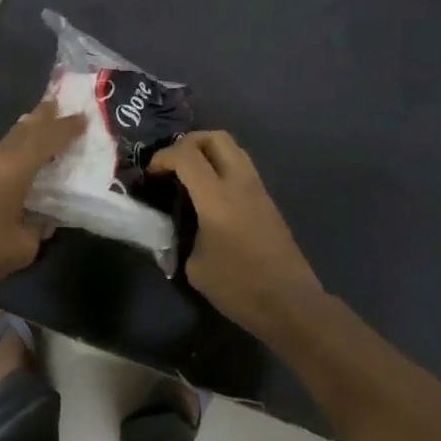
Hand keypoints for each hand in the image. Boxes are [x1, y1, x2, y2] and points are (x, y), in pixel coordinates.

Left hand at [0, 101, 84, 292]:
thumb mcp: (23, 246)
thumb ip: (39, 228)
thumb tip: (43, 220)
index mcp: (15, 166)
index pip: (48, 139)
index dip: (68, 128)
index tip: (85, 118)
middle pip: (26, 128)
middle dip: (44, 116)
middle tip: (60, 103)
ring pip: (10, 138)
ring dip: (28, 130)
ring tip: (42, 124)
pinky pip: (0, 152)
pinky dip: (16, 147)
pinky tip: (19, 157)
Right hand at [149, 131, 324, 334]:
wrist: (289, 303)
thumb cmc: (238, 287)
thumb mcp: (195, 267)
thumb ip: (182, 238)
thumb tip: (178, 229)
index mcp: (217, 197)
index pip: (186, 155)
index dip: (163, 157)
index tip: (151, 175)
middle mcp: (239, 183)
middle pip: (216, 137)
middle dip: (189, 143)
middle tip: (172, 164)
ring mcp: (258, 190)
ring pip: (233, 149)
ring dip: (208, 152)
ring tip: (190, 176)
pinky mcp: (268, 201)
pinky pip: (242, 168)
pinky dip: (222, 168)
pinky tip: (210, 194)